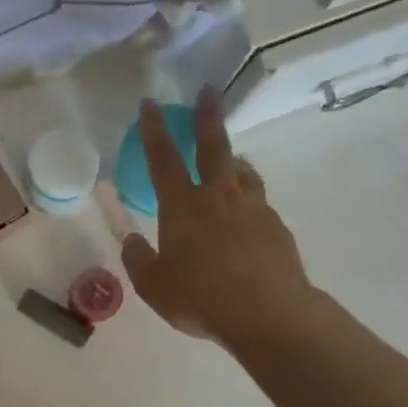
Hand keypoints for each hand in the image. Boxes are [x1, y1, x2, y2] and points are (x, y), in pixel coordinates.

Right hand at [120, 87, 317, 349]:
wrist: (268, 315)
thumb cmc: (200, 299)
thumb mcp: (154, 287)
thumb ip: (139, 260)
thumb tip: (131, 241)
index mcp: (182, 207)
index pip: (163, 158)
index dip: (154, 129)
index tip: (150, 104)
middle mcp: (218, 198)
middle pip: (214, 146)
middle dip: (207, 116)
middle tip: (209, 91)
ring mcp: (253, 209)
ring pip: (242, 172)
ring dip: (232, 160)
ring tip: (229, 161)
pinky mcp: (276, 226)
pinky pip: (258, 203)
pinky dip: (247, 198)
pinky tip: (245, 217)